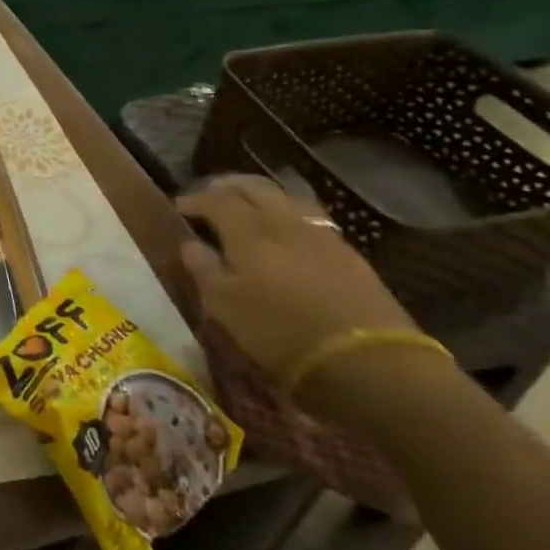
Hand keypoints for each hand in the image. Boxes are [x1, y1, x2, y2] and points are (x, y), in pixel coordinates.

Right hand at [177, 176, 425, 406]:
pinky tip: (285, 234)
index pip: (216, 199)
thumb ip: (204, 269)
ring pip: (285, 198)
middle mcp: (284, 221)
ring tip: (247, 210)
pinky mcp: (349, 254)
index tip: (180, 207)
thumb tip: (191, 244)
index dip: (195, 199)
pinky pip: (309, 218)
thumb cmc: (281, 334)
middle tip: (210, 198)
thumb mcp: (225, 307)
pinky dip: (288, 216)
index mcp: (249, 231)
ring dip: (260, 197)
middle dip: (227, 187)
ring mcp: (321, 235)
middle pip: (253, 187)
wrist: (370, 363)